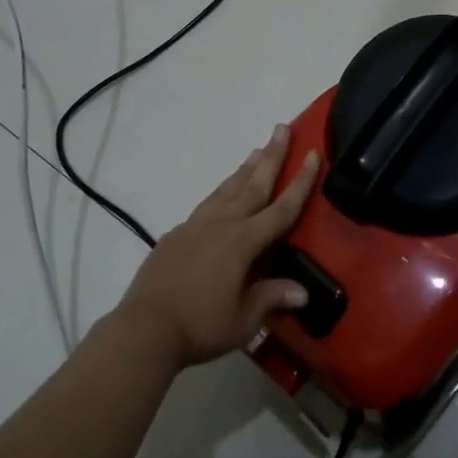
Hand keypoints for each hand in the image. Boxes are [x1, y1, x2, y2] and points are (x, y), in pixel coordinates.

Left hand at [116, 124, 319, 368]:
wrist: (144, 328)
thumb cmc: (200, 325)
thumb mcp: (244, 319)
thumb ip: (271, 298)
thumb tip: (302, 292)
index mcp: (243, 242)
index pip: (281, 209)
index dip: (300, 183)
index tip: (312, 154)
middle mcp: (221, 225)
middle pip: (252, 185)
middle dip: (271, 156)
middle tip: (281, 128)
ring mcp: (195, 227)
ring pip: (226, 190)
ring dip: (244, 170)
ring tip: (255, 151)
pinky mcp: (175, 236)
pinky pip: (205, 206)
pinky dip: (220, 193)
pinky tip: (221, 197)